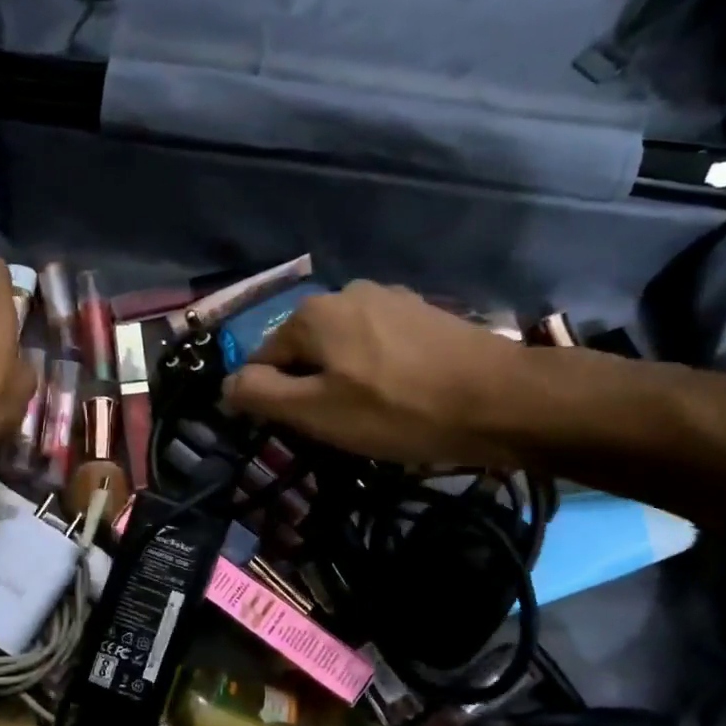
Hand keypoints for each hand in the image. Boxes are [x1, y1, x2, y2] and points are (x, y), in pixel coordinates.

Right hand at [222, 281, 589, 467]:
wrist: (500, 400)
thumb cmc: (398, 410)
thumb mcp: (316, 412)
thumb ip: (260, 395)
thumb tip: (225, 385)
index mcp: (311, 314)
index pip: (262, 361)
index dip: (269, 400)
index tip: (295, 432)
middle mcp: (345, 292)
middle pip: (303, 351)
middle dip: (308, 388)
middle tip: (334, 429)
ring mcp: (389, 298)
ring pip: (341, 348)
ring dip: (342, 380)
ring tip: (370, 415)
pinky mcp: (422, 312)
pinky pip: (377, 344)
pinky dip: (374, 369)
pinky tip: (399, 395)